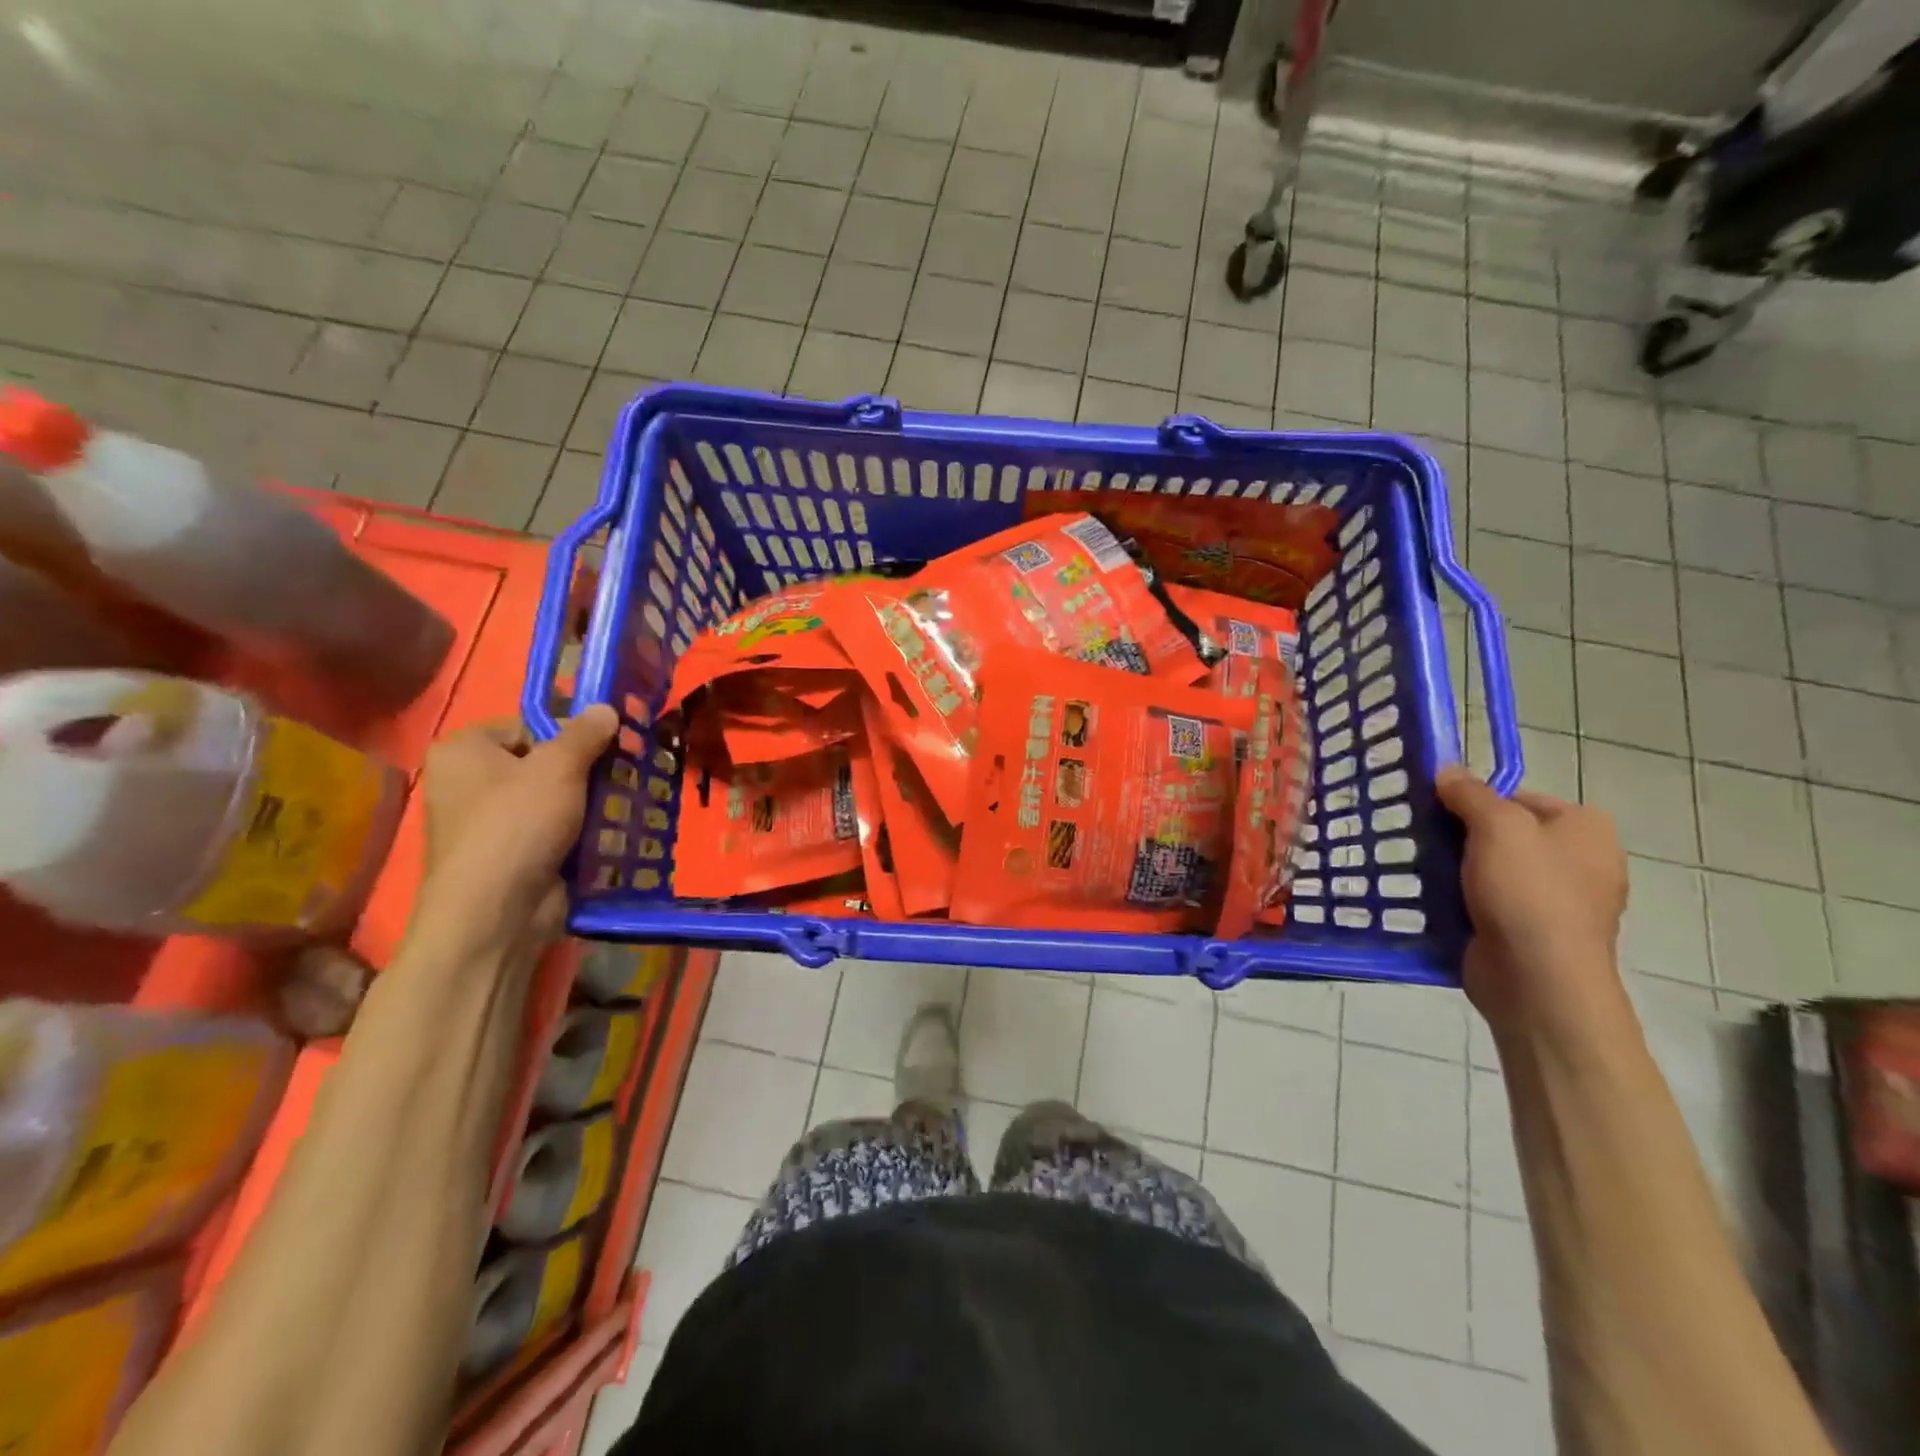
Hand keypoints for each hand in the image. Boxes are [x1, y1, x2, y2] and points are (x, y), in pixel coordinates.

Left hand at [416, 706, 617, 948]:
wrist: (497, 913)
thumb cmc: (517, 824)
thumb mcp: (559, 767)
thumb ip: (585, 734)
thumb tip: (606, 707)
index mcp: (463, 750)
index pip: (527, 725)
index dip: (570, 732)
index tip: (610, 742)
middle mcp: (467, 783)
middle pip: (542, 762)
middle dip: (586, 768)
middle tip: (626, 769)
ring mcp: (487, 823)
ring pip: (552, 798)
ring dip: (589, 800)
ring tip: (627, 799)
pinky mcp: (511, 855)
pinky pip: (553, 830)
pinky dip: (580, 830)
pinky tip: (613, 830)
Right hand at [1436, 765, 1634, 1049]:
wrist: (1538, 979)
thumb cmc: (1528, 892)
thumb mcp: (1497, 826)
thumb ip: (1470, 793)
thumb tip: (1447, 770)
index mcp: (1585, 828)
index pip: (1516, 796)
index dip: (1473, 798)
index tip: (1433, 807)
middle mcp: (1579, 860)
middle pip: (1502, 831)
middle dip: (1459, 833)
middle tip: (1417, 834)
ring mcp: (1556, 899)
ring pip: (1489, 867)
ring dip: (1454, 866)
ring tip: (1414, 864)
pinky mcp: (1529, 930)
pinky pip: (1486, 899)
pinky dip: (1459, 896)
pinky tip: (1428, 896)